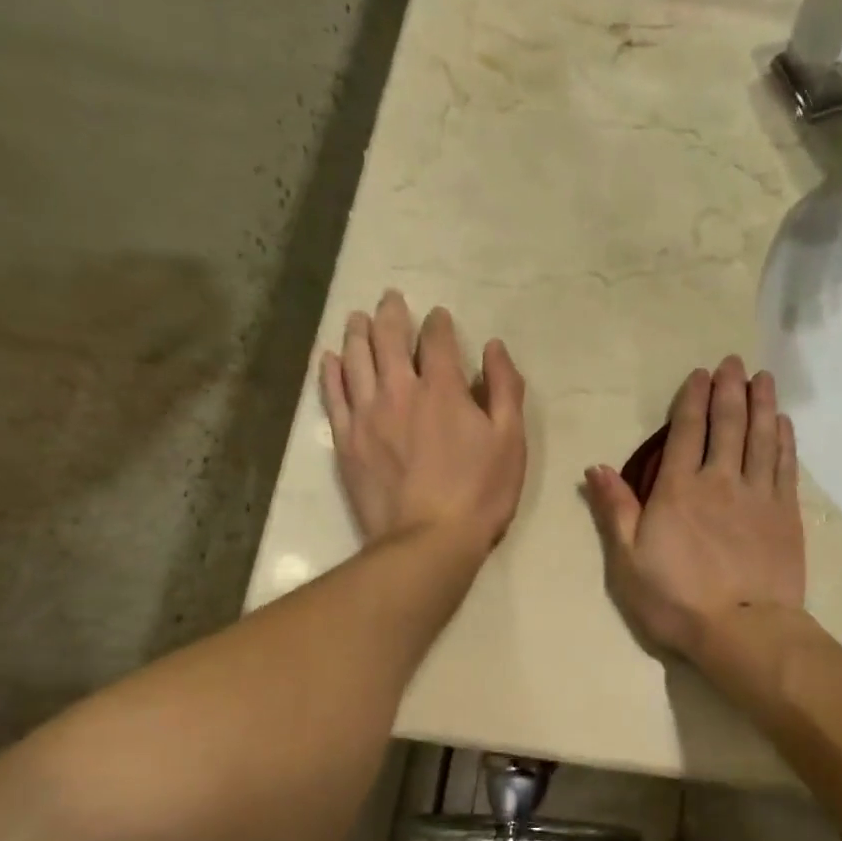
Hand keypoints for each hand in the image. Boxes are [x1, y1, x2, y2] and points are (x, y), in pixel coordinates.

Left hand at [320, 290, 526, 554]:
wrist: (427, 541)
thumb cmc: (479, 493)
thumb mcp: (510, 441)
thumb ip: (505, 389)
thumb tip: (494, 347)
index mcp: (443, 389)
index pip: (437, 340)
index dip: (438, 323)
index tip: (439, 316)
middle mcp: (399, 390)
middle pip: (388, 339)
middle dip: (391, 314)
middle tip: (391, 299)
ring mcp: (366, 414)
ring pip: (355, 359)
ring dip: (358, 333)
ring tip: (358, 318)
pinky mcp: (346, 440)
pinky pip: (333, 395)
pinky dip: (331, 371)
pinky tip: (331, 358)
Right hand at [585, 357, 805, 658]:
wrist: (742, 630)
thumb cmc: (676, 601)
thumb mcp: (627, 562)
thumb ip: (615, 511)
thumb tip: (596, 467)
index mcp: (678, 490)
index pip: (685, 432)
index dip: (692, 399)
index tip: (699, 374)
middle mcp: (720, 481)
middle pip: (727, 424)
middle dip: (729, 390)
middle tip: (733, 362)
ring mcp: (758, 495)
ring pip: (761, 437)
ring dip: (761, 404)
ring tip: (762, 377)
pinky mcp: (785, 514)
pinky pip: (785, 466)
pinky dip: (784, 440)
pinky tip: (783, 423)